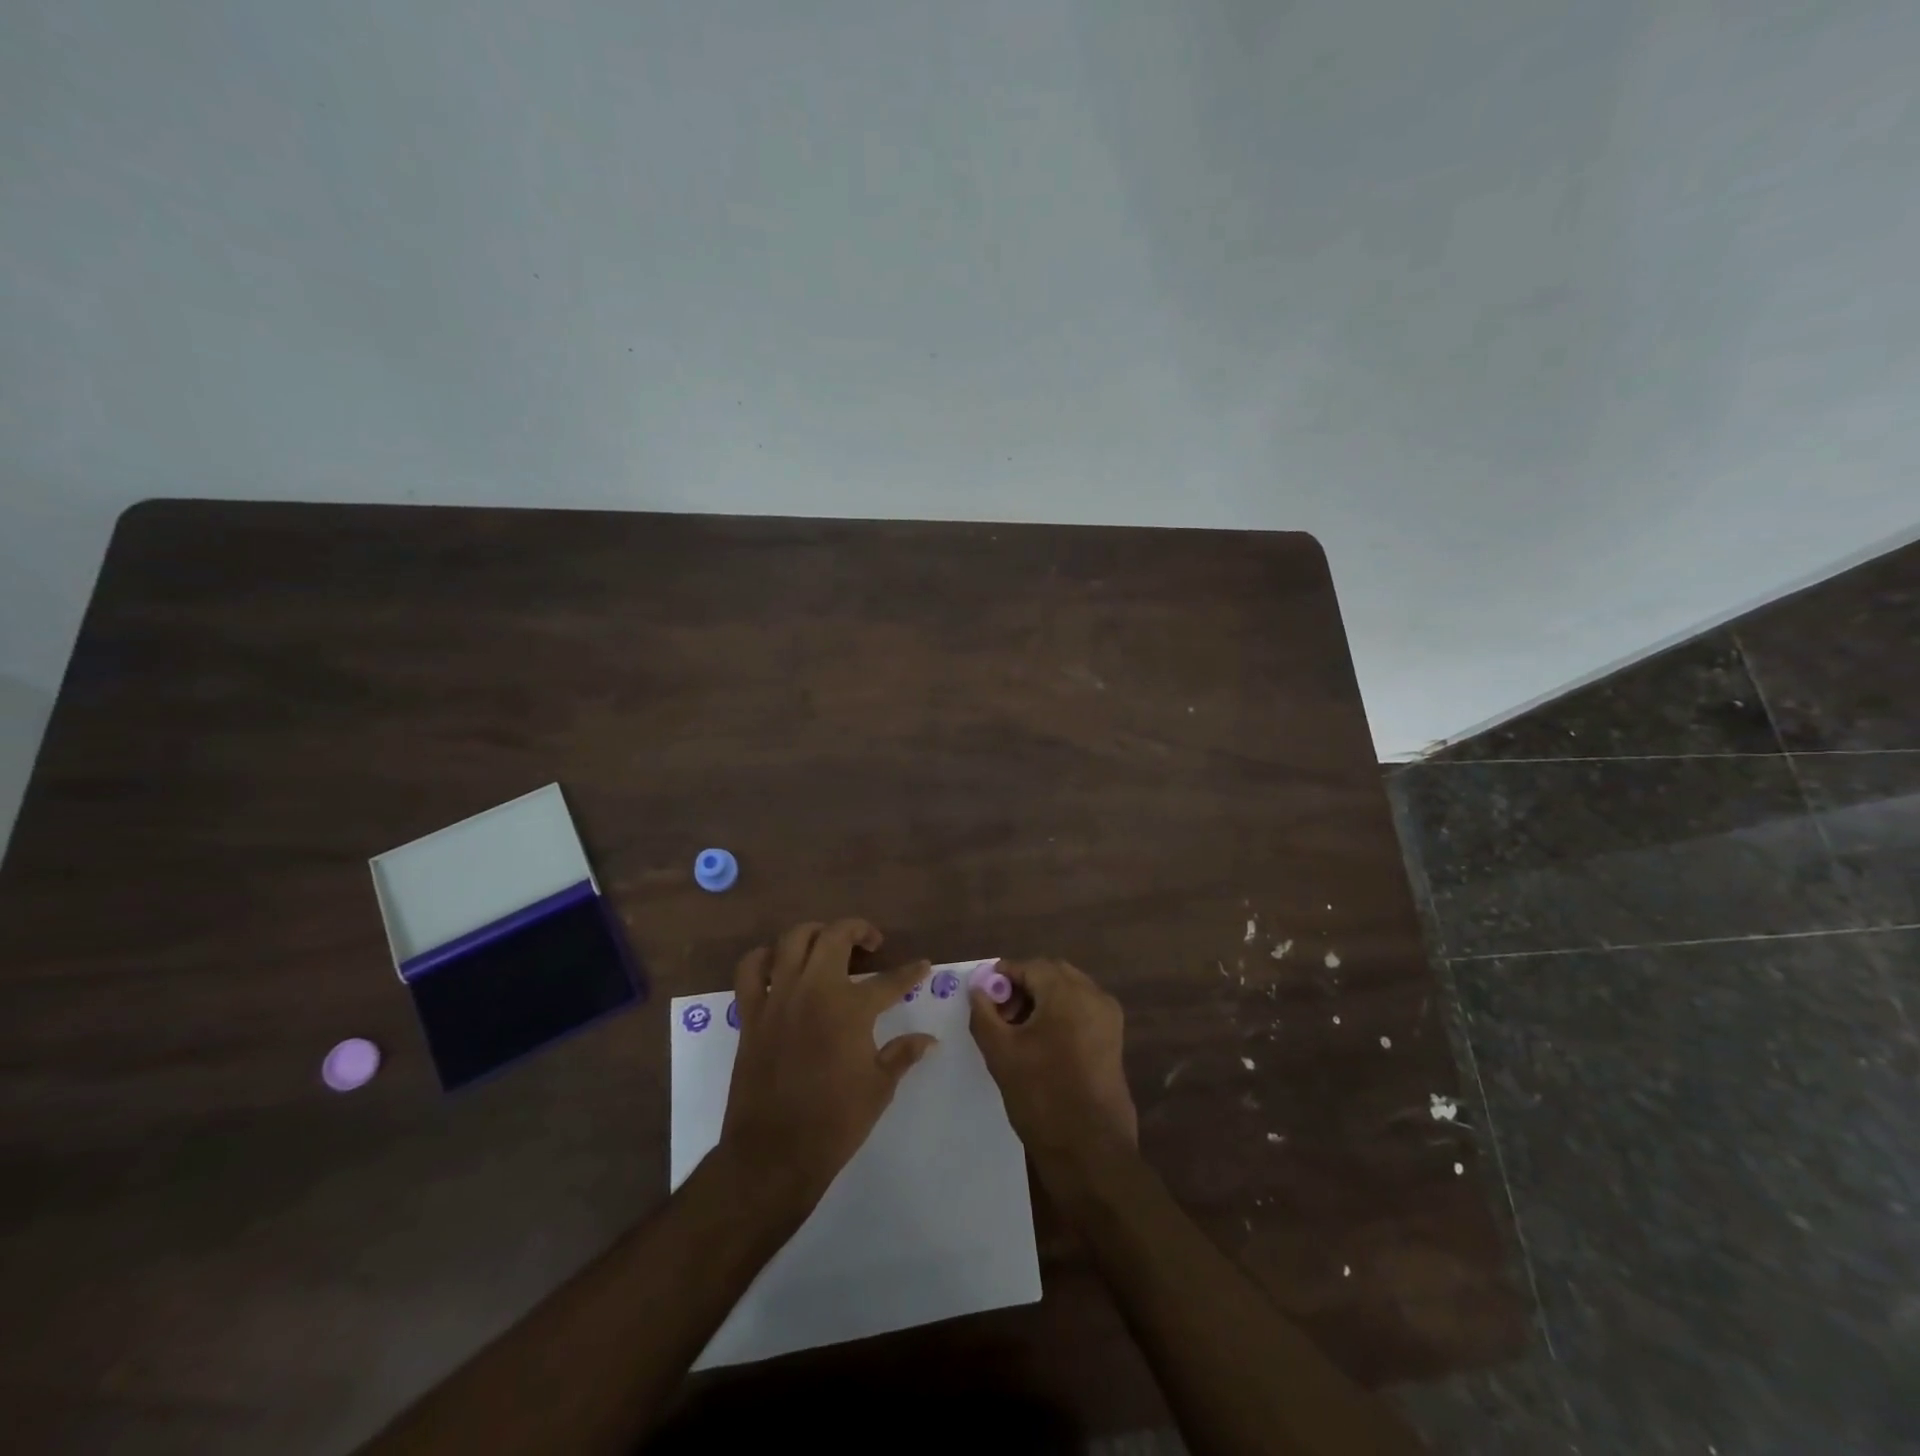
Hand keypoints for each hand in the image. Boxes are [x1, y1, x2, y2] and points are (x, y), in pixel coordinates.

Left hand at [719, 919, 935, 1214]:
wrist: (774, 1154)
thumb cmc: (835, 1123)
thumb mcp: (879, 1088)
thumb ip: (903, 1054)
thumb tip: (929, 1040)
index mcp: (851, 1008)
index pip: (890, 980)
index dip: (911, 972)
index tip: (922, 965)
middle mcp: (814, 990)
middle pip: (835, 936)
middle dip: (859, 930)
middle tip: (872, 943)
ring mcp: (778, 997)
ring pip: (792, 939)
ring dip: (814, 934)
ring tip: (827, 944)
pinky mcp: (752, 1013)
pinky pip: (750, 969)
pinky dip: (764, 958)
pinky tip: (779, 965)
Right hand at [969, 958, 1137, 1174]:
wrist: (1090, 1150)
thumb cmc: (1041, 1095)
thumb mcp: (1001, 1053)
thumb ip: (984, 1013)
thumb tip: (978, 989)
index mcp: (1068, 992)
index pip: (1030, 966)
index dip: (1003, 976)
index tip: (983, 995)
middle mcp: (1094, 996)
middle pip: (1052, 974)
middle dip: (1023, 986)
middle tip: (999, 1013)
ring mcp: (1108, 1018)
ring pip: (1069, 992)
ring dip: (1041, 1000)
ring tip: (1017, 1031)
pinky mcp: (1113, 1040)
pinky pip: (1082, 1011)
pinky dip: (1060, 1014)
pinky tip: (1041, 1043)